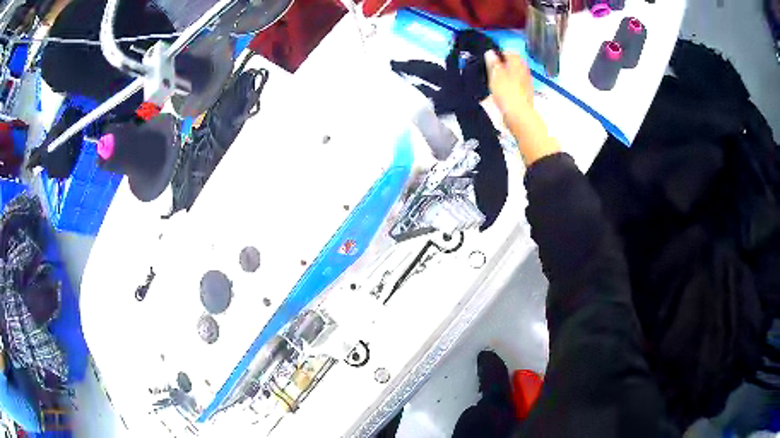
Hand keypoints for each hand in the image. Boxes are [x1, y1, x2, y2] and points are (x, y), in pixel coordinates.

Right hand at [485, 51, 533, 120]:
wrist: (519, 113)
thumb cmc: (506, 92)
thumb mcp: (495, 75)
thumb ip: (493, 63)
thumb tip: (490, 53)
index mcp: (517, 63)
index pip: (510, 52)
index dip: (500, 53)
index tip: (492, 58)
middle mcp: (524, 70)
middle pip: (515, 63)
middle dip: (506, 64)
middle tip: (495, 69)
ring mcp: (528, 82)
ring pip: (518, 73)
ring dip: (509, 74)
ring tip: (499, 80)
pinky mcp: (527, 93)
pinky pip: (519, 84)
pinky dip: (513, 84)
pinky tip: (506, 90)